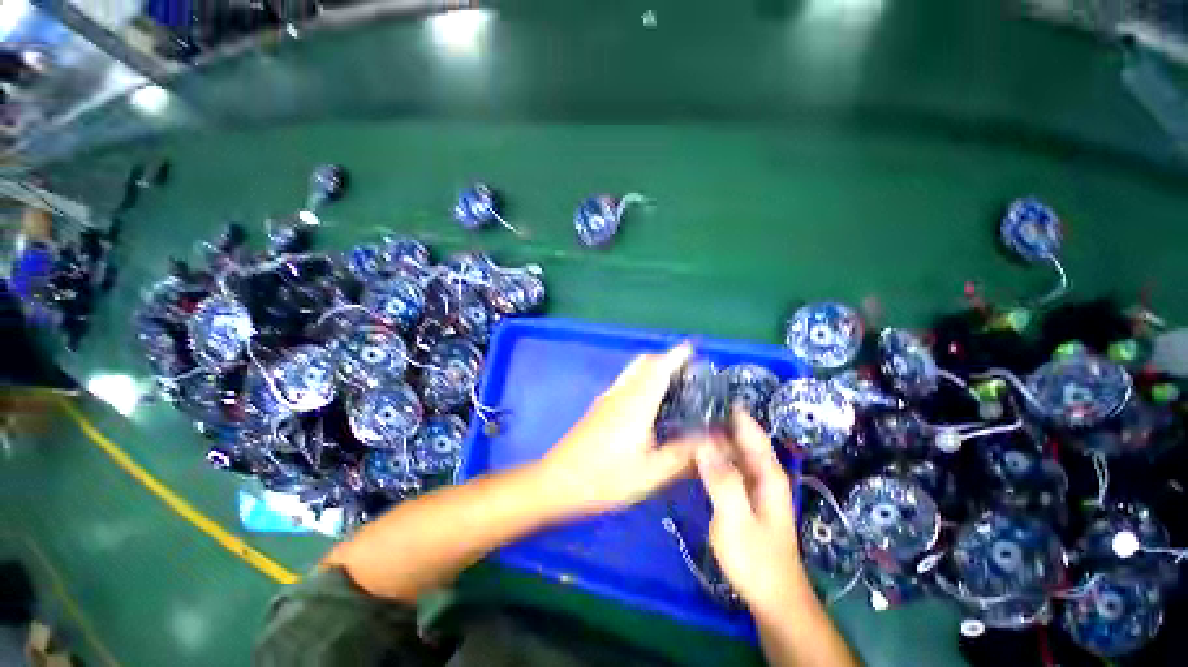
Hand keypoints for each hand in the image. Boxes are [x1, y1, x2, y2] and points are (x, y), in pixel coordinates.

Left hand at [538, 343, 700, 514]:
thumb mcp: (650, 473)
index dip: (677, 354)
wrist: (557, 481)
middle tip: (688, 375)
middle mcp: (621, 393)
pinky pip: (625, 383)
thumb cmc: (605, 478)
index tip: (694, 348)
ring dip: (653, 369)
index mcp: (636, 403)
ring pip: (633, 371)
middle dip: (667, 360)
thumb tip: (711, 440)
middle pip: (644, 362)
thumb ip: (683, 455)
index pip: (659, 367)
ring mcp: (607, 398)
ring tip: (674, 388)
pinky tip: (649, 406)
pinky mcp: (599, 407)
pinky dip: (642, 381)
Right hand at [696, 409, 807, 615]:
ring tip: (684, 421)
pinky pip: (725, 466)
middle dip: (716, 419)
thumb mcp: (735, 519)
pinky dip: (711, 455)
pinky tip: (692, 452)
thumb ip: (721, 480)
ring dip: (712, 436)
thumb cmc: (756, 559)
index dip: (731, 409)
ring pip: (731, 451)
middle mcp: (762, 472)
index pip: (749, 429)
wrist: (772, 598)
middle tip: (686, 404)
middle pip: (739, 437)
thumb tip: (702, 441)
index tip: (706, 391)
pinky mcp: (742, 495)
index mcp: (766, 472)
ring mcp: (752, 484)